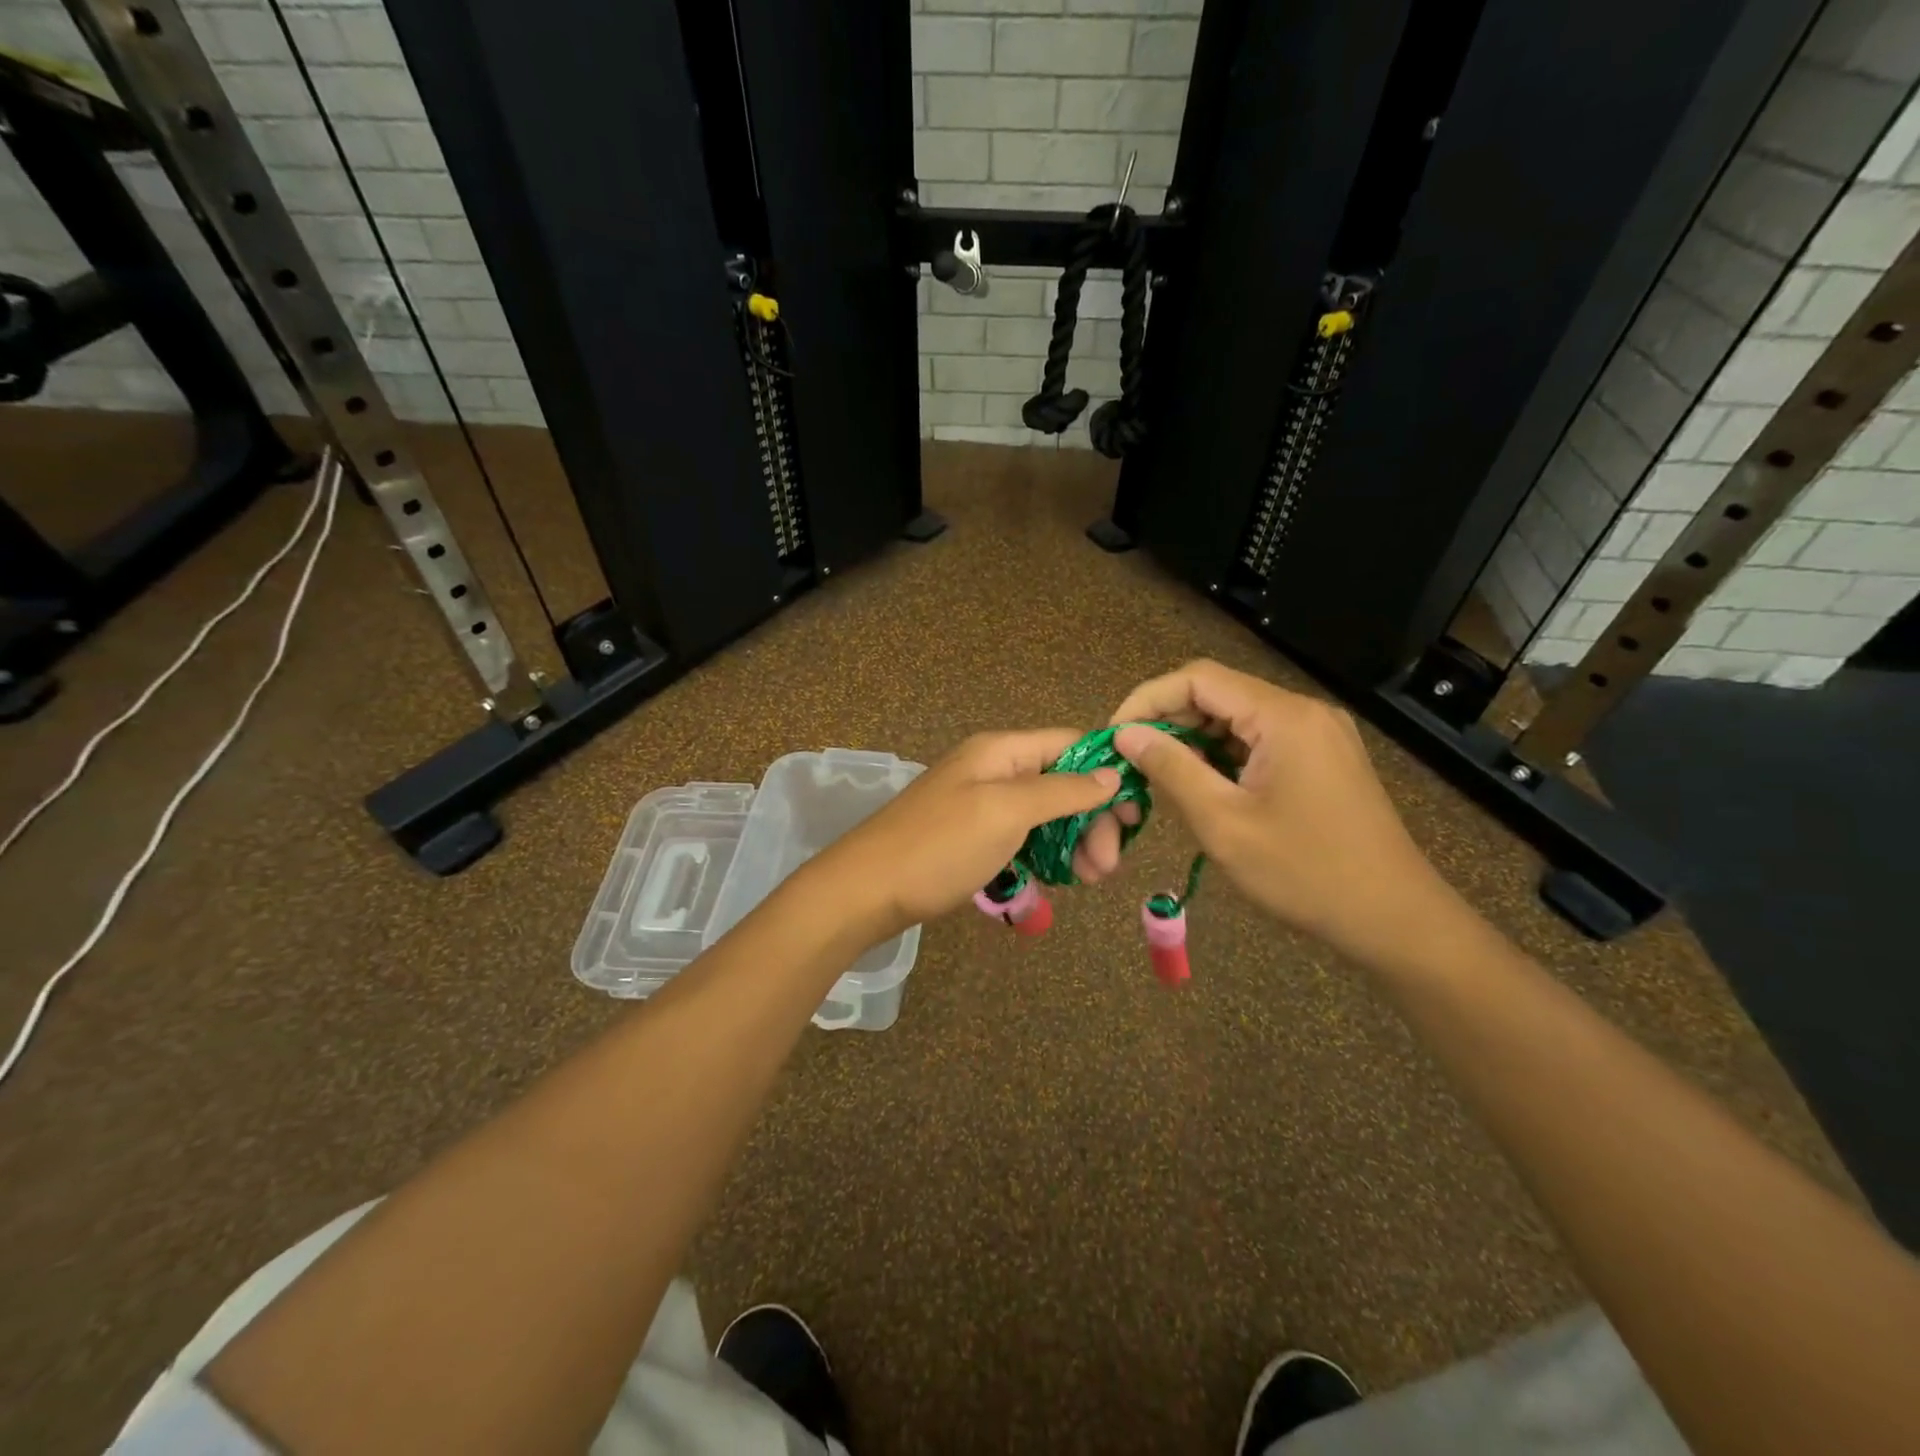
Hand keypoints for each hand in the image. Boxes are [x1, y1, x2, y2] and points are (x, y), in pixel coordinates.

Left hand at [811, 730, 1121, 941]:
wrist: (866, 890)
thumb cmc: (939, 846)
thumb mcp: (1006, 812)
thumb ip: (1062, 790)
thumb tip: (1112, 772)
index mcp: (1001, 750)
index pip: (1071, 744)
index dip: (1107, 773)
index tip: (1136, 815)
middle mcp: (993, 769)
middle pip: (1062, 782)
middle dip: (1092, 819)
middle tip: (1105, 868)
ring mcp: (981, 803)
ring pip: (1044, 813)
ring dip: (1072, 842)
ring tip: (1087, 880)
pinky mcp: (972, 836)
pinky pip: (1021, 836)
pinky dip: (1043, 854)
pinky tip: (1054, 880)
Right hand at [1084, 660, 1465, 968]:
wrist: (1395, 918)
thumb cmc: (1305, 873)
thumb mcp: (1223, 823)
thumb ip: (1171, 769)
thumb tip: (1127, 734)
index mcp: (1283, 717)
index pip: (1198, 679)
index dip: (1148, 699)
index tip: (1116, 736)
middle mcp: (1303, 711)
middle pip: (1219, 694)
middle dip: (1169, 721)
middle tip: (1134, 762)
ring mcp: (1318, 733)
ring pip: (1238, 718)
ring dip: (1194, 740)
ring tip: (1163, 778)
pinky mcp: (1324, 757)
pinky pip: (1260, 739)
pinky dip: (1224, 756)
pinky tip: (1207, 787)